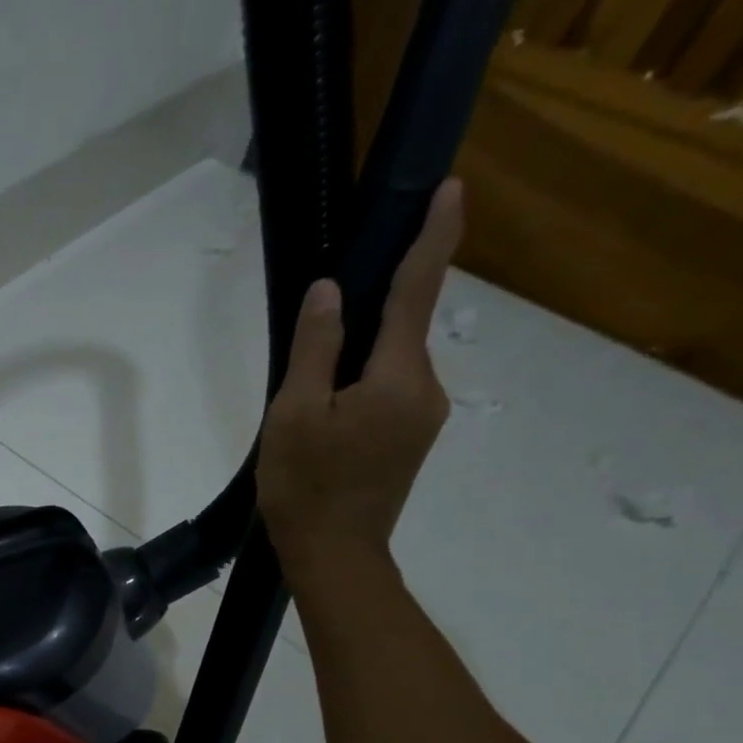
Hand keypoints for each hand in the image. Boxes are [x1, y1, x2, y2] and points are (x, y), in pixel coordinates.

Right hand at [258, 179, 463, 583]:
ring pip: (392, 365)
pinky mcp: (412, 439)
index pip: (417, 292)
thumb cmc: (306, 487)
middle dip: (369, 317)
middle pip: (400, 332)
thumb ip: (314, 350)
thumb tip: (330, 292)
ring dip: (358, 360)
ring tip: (310, 397)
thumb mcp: (292, 416)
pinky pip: (390, 392)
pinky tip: (328, 415)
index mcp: (396, 377)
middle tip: (319, 334)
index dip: (432, 237)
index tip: (450, 187)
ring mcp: (423, 417)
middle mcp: (425, 388)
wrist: (335, 555)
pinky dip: (363, 385)